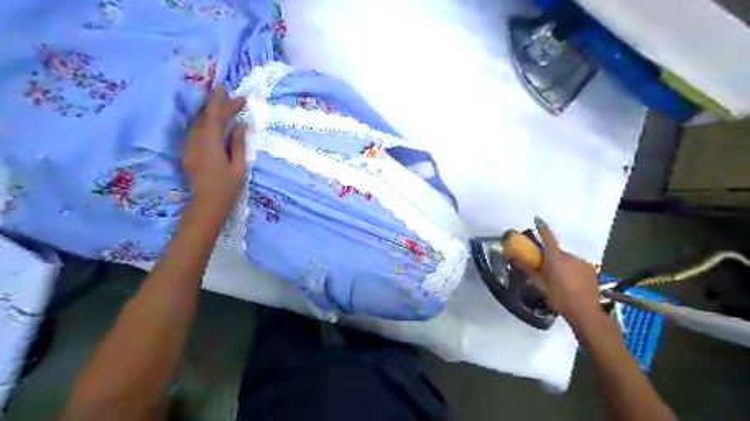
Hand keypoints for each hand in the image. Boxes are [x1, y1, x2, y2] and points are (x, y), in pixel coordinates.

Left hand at [183, 85, 248, 216]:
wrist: (207, 205)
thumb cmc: (227, 188)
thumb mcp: (239, 166)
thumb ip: (238, 144)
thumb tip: (240, 125)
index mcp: (210, 144)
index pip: (215, 117)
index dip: (223, 103)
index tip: (233, 93)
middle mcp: (196, 141)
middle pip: (205, 117)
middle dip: (216, 104)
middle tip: (227, 94)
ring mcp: (189, 147)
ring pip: (197, 123)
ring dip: (208, 112)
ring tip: (220, 104)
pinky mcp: (188, 153)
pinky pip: (195, 131)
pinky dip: (204, 123)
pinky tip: (211, 122)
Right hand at [520, 220, 601, 327]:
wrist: (585, 312)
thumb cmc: (559, 298)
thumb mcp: (539, 285)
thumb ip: (528, 270)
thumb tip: (515, 259)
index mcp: (555, 259)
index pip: (548, 238)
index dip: (542, 228)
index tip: (537, 219)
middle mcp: (569, 256)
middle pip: (556, 251)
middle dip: (550, 257)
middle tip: (546, 268)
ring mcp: (581, 262)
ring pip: (567, 259)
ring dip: (562, 264)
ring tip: (559, 279)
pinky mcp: (590, 270)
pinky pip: (576, 265)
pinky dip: (571, 270)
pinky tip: (571, 282)